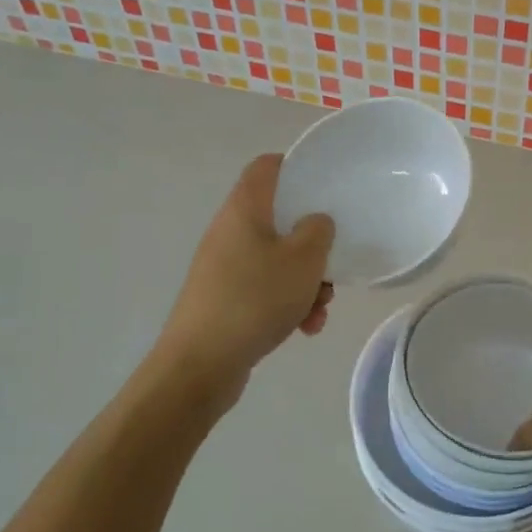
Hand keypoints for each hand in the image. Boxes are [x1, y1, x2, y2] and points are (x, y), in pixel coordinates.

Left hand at [155, 155, 334, 400]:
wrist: (201, 364)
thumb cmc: (255, 298)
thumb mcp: (304, 259)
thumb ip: (319, 230)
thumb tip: (315, 222)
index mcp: (244, 209)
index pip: (267, 167)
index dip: (295, 168)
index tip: (324, 186)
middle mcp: (229, 231)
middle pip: (278, 220)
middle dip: (311, 245)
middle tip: (330, 267)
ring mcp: (223, 267)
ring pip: (276, 260)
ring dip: (304, 281)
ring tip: (319, 311)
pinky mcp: (223, 299)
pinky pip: (263, 289)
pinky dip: (286, 303)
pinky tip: (303, 329)